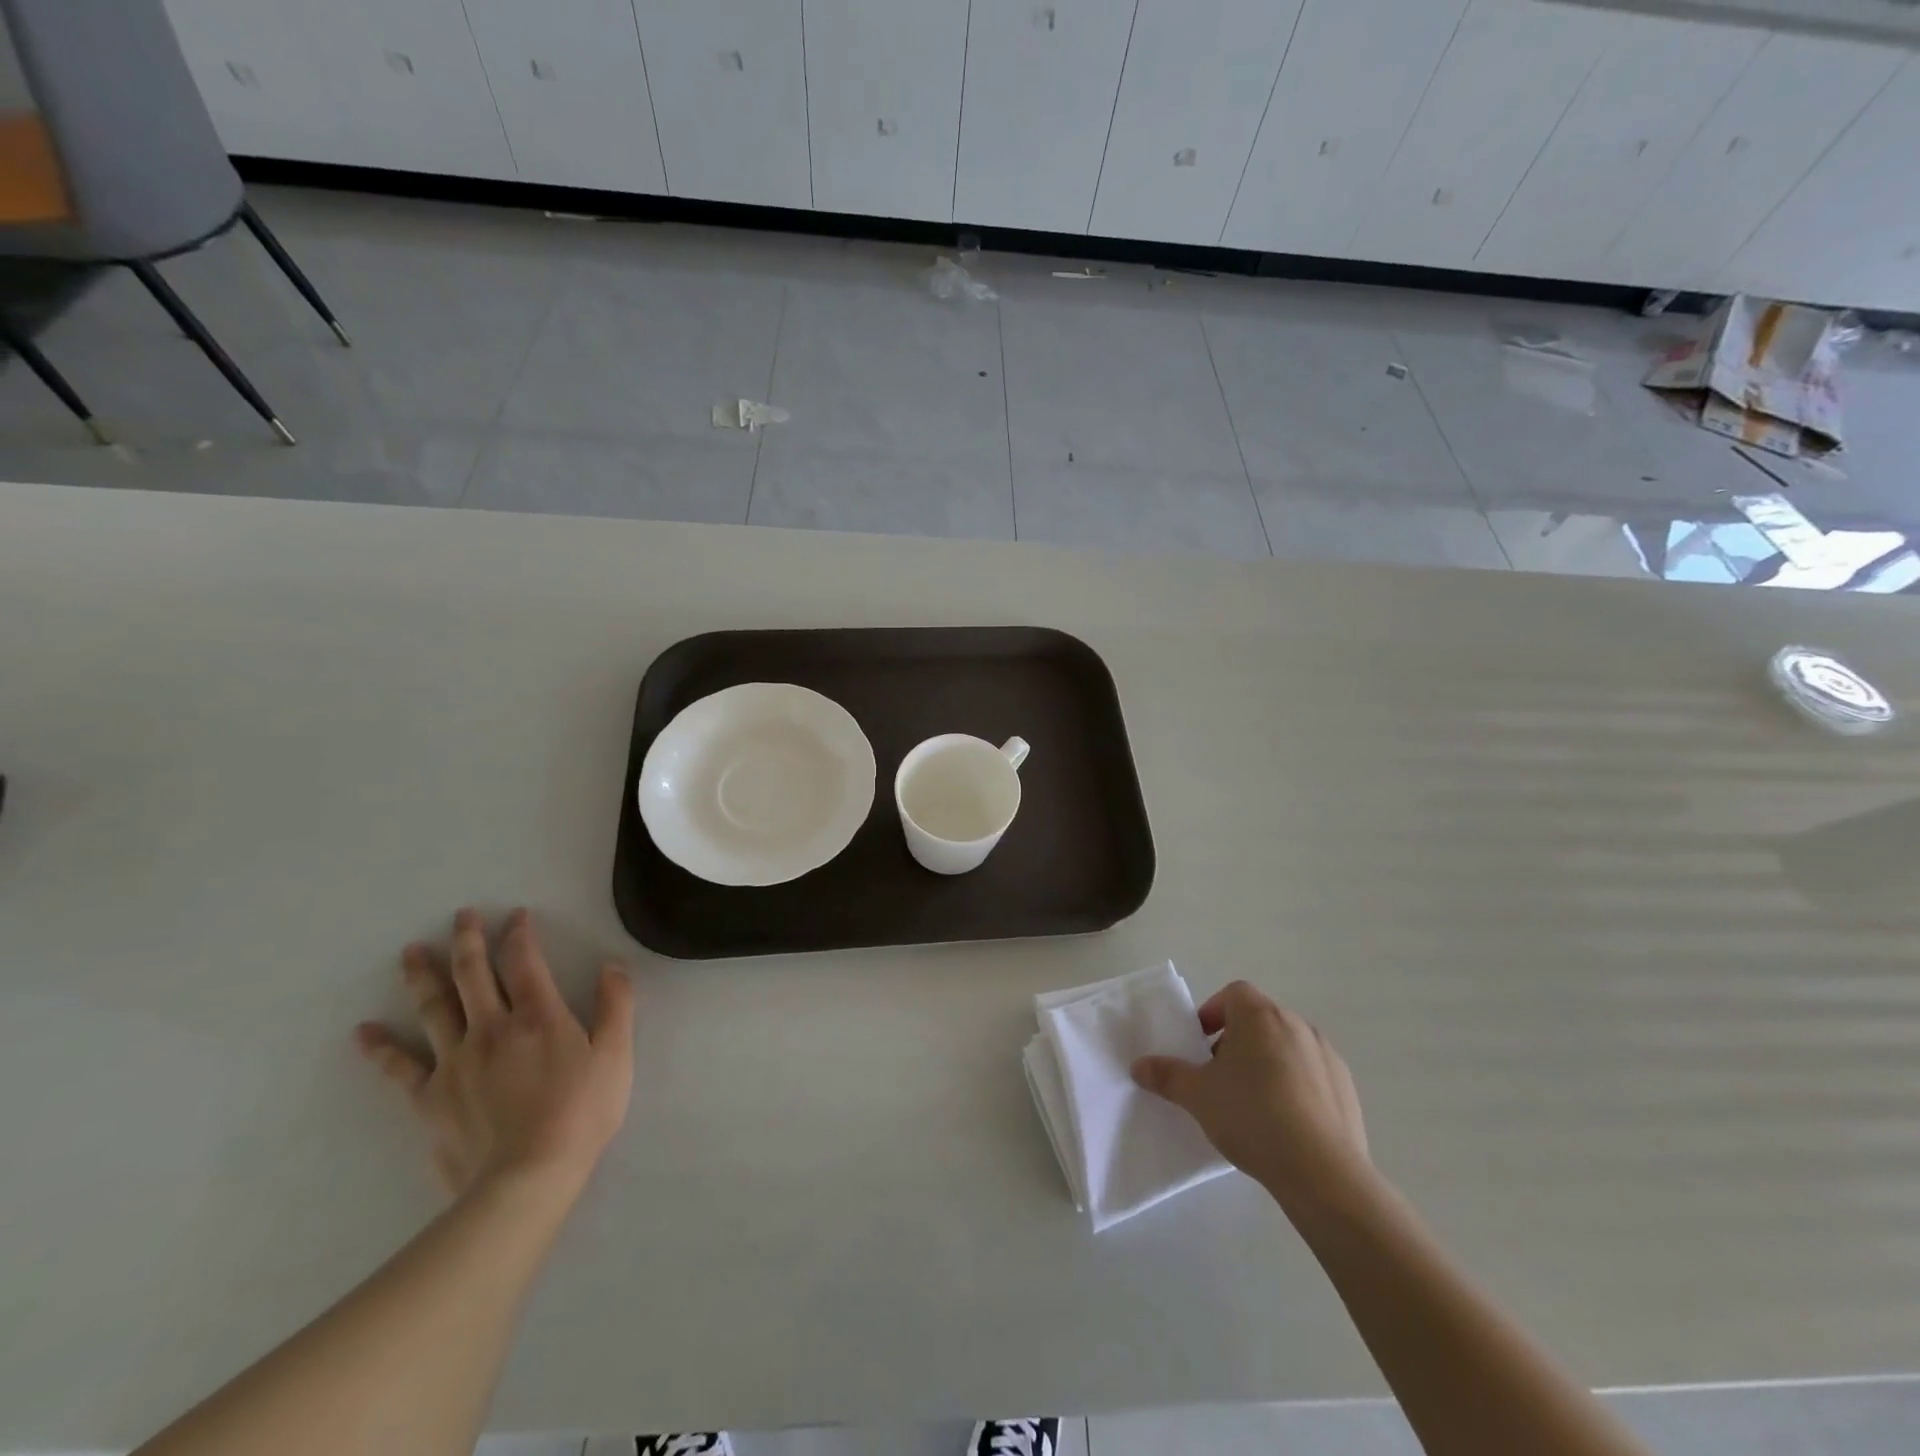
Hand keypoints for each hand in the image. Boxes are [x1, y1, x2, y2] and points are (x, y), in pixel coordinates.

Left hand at [356, 908, 634, 1199]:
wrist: (526, 1178)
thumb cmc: (580, 1112)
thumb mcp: (616, 1055)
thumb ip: (616, 1005)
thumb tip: (612, 965)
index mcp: (539, 1016)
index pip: (524, 961)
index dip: (519, 934)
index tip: (516, 915)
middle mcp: (492, 1027)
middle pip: (473, 974)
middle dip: (468, 940)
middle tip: (460, 915)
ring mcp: (455, 1061)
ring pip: (435, 1008)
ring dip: (423, 976)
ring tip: (411, 951)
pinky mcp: (430, 1097)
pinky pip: (400, 1068)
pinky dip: (381, 1048)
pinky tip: (364, 1032)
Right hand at [1132, 981, 1372, 1217]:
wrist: (1322, 1171)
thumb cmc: (1252, 1116)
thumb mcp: (1197, 1096)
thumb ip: (1167, 1075)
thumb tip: (1139, 1065)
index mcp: (1260, 1015)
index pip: (1233, 994)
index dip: (1213, 1013)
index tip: (1201, 1044)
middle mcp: (1296, 1024)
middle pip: (1259, 1020)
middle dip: (1236, 1041)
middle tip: (1219, 1077)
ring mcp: (1326, 1055)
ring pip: (1286, 1047)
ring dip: (1266, 1063)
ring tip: (1252, 1104)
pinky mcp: (1347, 1088)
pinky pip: (1312, 1075)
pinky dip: (1295, 1087)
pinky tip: (1285, 1123)